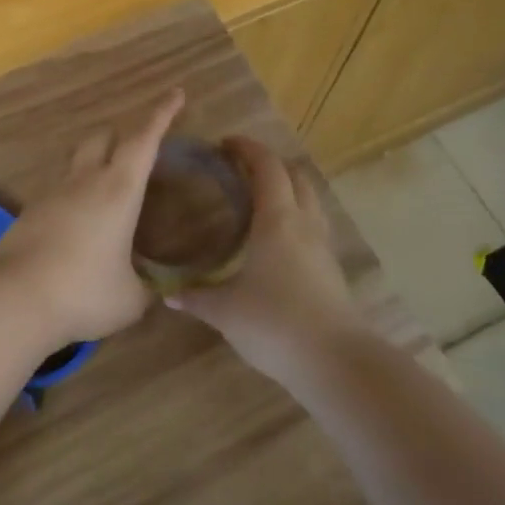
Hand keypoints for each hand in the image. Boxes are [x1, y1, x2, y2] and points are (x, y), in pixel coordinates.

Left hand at [0, 89, 184, 344]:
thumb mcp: (130, 299)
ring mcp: (53, 193)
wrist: (14, 300)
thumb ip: (148, 290)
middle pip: (103, 137)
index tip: (175, 94)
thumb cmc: (84, 292)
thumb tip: (160, 292)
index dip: (162, 115)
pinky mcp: (30, 212)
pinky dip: (74, 195)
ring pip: (77, 161)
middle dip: (122, 135)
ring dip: (95, 162)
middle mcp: (85, 181)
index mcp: (118, 190)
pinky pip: (59, 190)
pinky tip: (79, 225)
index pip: (144, 140)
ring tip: (108, 191)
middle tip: (138, 152)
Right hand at [169, 137, 368, 385]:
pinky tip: (277, 240)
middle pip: (295, 176)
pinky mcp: (332, 270)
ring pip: (309, 200)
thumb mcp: (225, 311)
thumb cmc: (274, 323)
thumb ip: (197, 297)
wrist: (335, 361)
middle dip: (270, 164)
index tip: (225, 143)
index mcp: (277, 219)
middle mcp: (304, 223)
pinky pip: (314, 226)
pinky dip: (296, 217)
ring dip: (287, 189)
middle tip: (240, 169)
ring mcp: (323, 246)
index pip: (266, 167)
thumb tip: (169, 294)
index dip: (247, 149)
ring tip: (259, 200)